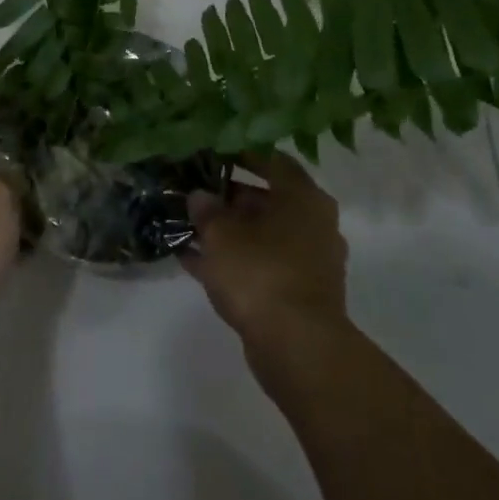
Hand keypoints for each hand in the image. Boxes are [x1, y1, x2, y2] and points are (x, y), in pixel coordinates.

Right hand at [184, 151, 350, 351]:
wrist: (296, 346)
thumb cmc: (261, 273)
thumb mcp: (222, 234)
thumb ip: (207, 210)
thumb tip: (200, 196)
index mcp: (303, 198)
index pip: (272, 161)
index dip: (241, 154)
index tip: (212, 153)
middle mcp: (312, 224)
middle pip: (266, 200)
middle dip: (228, 196)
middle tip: (193, 191)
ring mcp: (306, 261)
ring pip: (260, 235)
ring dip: (226, 231)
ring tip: (185, 224)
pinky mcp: (295, 293)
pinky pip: (258, 265)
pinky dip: (230, 261)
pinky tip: (191, 260)